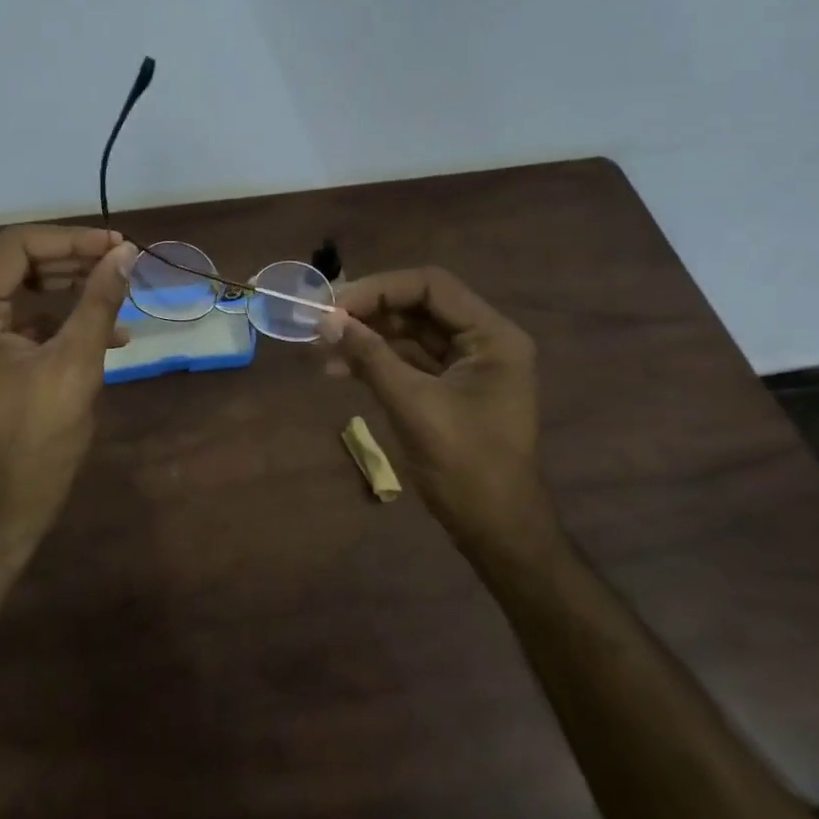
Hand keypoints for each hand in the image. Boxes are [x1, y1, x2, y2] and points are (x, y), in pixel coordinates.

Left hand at [0, 225, 136, 555]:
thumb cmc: (36, 445)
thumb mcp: (75, 366)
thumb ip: (98, 302)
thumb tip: (125, 254)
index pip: (15, 249)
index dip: (71, 240)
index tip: (117, 247)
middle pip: (12, 268)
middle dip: (71, 263)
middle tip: (120, 265)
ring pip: (14, 295)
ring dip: (65, 292)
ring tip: (115, 296)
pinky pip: (10, 326)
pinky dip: (51, 323)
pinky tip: (98, 335)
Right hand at [321, 268, 555, 557]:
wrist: (497, 532)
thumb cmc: (467, 468)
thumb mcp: (415, 407)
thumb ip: (371, 358)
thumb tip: (326, 321)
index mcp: (492, 337)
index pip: (431, 286)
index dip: (380, 288)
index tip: (335, 304)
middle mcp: (483, 341)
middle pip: (418, 306)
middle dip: (369, 311)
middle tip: (321, 320)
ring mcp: (466, 365)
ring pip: (409, 333)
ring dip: (367, 336)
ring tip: (320, 346)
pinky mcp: (449, 387)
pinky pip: (408, 361)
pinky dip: (375, 361)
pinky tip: (338, 369)